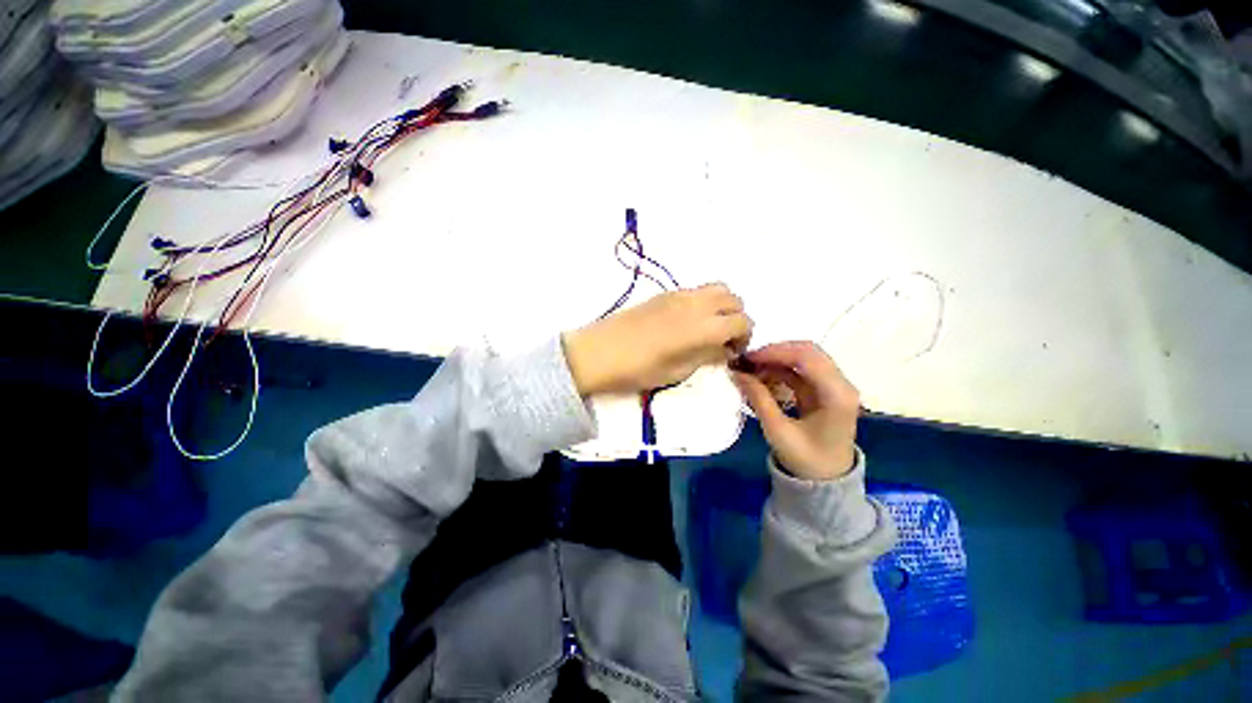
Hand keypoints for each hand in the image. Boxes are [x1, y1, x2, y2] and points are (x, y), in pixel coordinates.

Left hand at [563, 283, 752, 396]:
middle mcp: (696, 304)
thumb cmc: (639, 369)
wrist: (599, 352)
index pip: (742, 321)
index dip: (745, 337)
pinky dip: (705, 300)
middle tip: (725, 339)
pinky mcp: (665, 293)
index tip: (734, 352)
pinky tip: (690, 320)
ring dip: (723, 305)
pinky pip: (697, 290)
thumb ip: (708, 356)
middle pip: (734, 298)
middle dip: (737, 317)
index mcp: (702, 327)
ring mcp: (679, 294)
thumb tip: (725, 350)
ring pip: (717, 288)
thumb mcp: (678, 370)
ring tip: (710, 327)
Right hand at [732, 341, 859, 480]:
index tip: (748, 358)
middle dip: (775, 352)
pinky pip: (801, 370)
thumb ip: (758, 398)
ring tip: (751, 368)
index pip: (807, 358)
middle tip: (748, 360)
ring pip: (804, 358)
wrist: (827, 482)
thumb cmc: (806, 460)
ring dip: (777, 359)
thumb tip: (737, 373)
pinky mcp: (824, 390)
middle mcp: (841, 384)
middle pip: (808, 351)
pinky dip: (780, 369)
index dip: (775, 352)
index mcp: (837, 395)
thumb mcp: (778, 430)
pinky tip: (762, 376)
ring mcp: (834, 386)